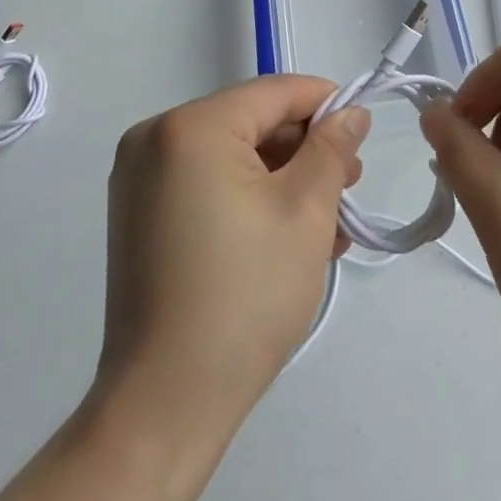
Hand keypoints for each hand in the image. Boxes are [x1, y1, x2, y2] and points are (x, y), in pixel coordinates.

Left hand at [96, 75, 369, 436]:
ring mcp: (140, 178)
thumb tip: (351, 111)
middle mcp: (154, 138)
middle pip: (250, 122)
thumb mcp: (305, 212)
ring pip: (231, 155)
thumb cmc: (244, 298)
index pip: (272, 92)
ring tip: (330, 221)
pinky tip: (289, 233)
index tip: (362, 129)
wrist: (164, 407)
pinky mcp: (138, 214)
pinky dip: (248, 198)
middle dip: (305, 150)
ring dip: (282, 179)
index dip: (324, 104)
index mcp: (190, 127)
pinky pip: (206, 183)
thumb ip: (331, 149)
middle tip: (349, 185)